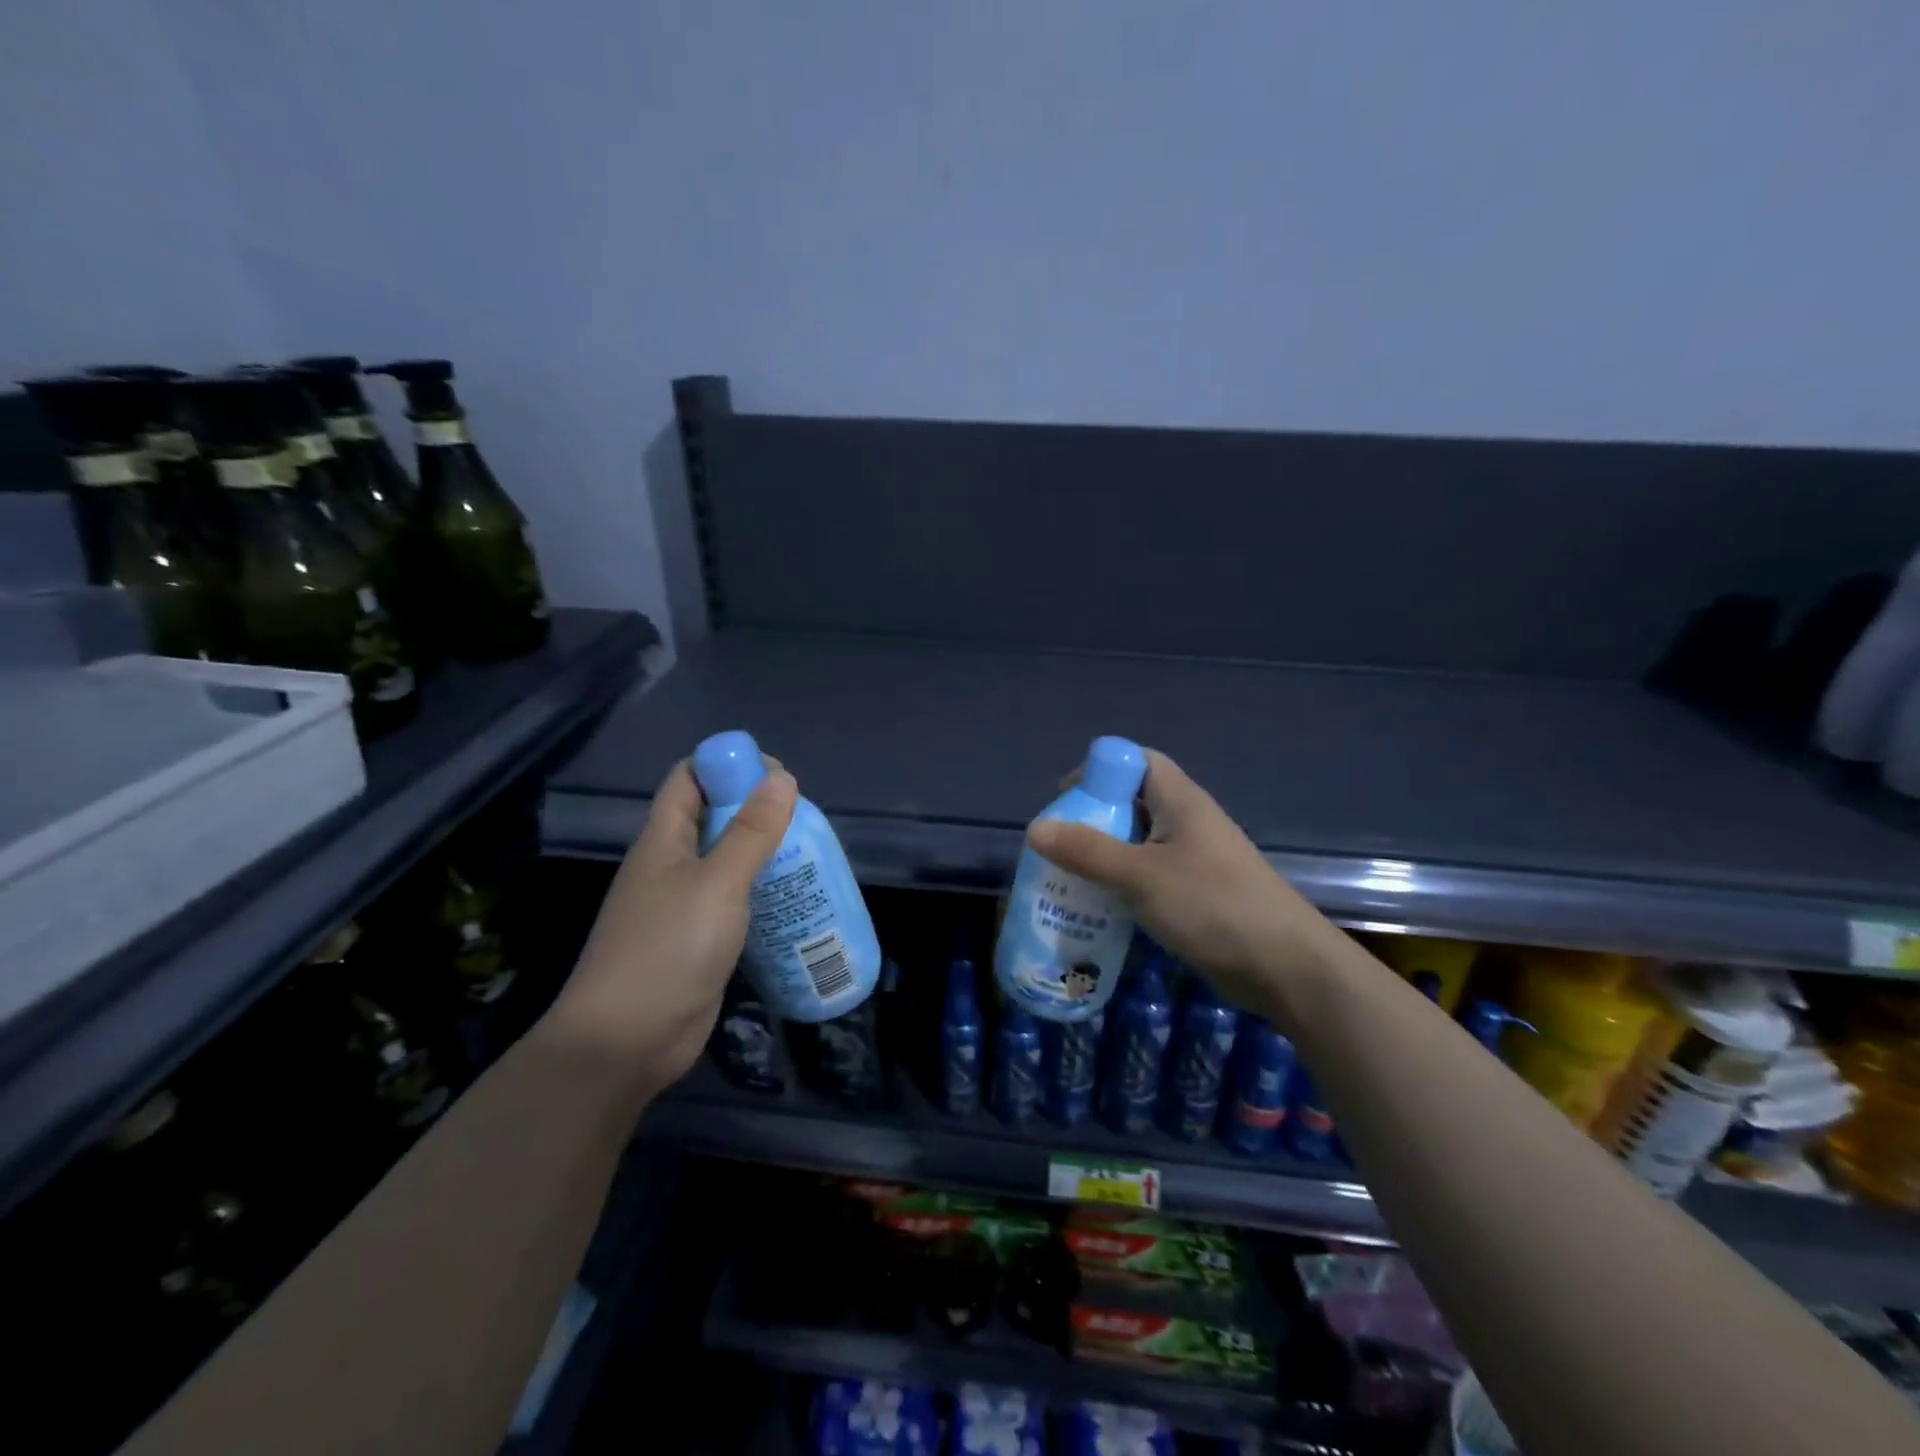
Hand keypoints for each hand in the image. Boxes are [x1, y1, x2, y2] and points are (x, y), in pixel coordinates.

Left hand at [543, 756, 796, 1105]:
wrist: (626, 1042)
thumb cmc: (668, 948)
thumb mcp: (718, 883)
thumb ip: (751, 831)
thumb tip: (782, 778)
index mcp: (663, 839)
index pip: (689, 778)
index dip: (728, 764)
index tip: (776, 773)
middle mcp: (670, 865)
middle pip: (713, 817)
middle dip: (757, 809)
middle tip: (805, 819)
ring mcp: (683, 905)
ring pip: (727, 861)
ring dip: (764, 853)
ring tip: (810, 855)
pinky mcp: (699, 940)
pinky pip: (735, 901)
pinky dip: (763, 893)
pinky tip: (796, 900)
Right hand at [1028, 749, 1340, 1012]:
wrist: (1286, 967)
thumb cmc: (1213, 906)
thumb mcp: (1142, 876)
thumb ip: (1088, 851)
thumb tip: (1035, 828)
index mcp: (1179, 800)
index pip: (1134, 761)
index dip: (1097, 771)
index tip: (1065, 802)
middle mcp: (1186, 821)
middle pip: (1130, 802)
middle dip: (1091, 819)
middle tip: (1058, 848)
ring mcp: (1194, 859)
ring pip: (1137, 843)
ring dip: (1103, 857)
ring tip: (1068, 880)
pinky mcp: (1196, 893)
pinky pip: (1149, 876)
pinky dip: (1122, 885)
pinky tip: (1101, 909)